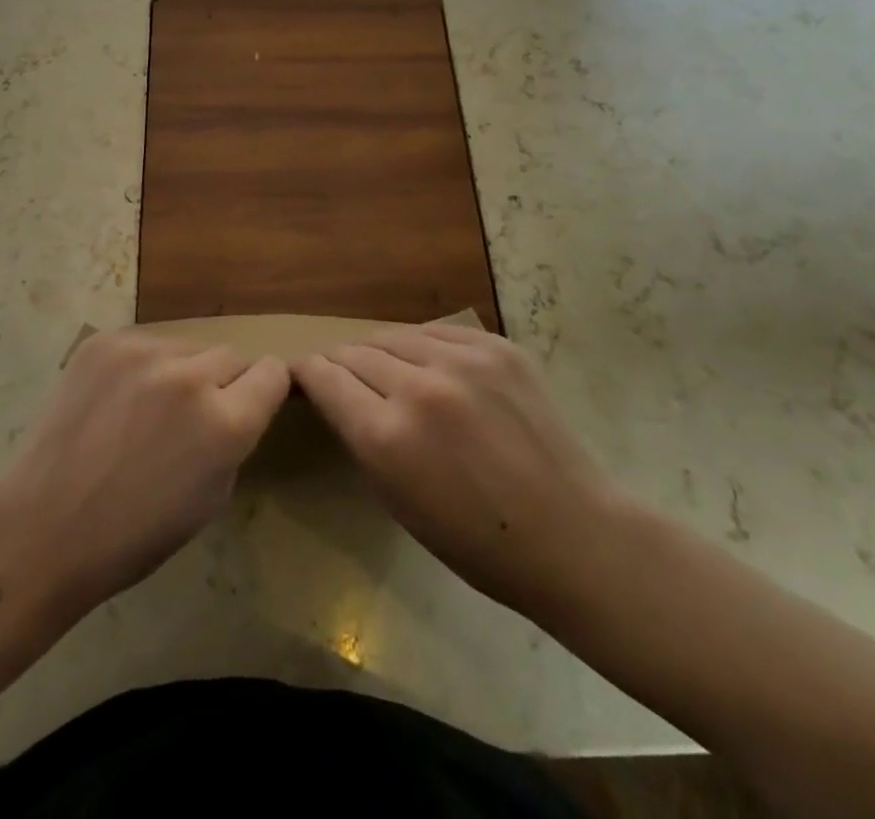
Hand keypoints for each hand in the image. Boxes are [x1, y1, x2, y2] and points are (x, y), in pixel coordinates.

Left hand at [0, 330, 288, 624]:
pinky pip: (145, 343)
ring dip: (181, 371)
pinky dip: (142, 367)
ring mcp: (143, 353)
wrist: (42, 527)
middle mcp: (190, 376)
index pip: (272, 372)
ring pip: (186, 347)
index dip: (265, 389)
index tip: (250, 402)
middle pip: (230, 355)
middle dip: (222, 382)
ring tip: (147, 408)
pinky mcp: (105, 342)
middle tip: (192, 415)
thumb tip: (237, 405)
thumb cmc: (133, 534)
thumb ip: (233, 440)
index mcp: (225, 422)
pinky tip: (117, 400)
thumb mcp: (211, 499)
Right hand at [292, 322, 620, 620]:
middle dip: (340, 363)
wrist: (573, 534)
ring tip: (383, 367)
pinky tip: (427, 363)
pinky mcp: (497, 346)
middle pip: (355, 351)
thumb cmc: (477, 542)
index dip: (306, 373)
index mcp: (387, 436)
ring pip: (394, 335)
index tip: (301, 374)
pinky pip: (438, 332)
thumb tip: (338, 394)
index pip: (324, 378)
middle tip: (341, 375)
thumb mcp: (397, 500)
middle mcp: (419, 388)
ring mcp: (463, 361)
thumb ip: (361, 436)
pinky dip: (422, 345)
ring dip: (380, 351)